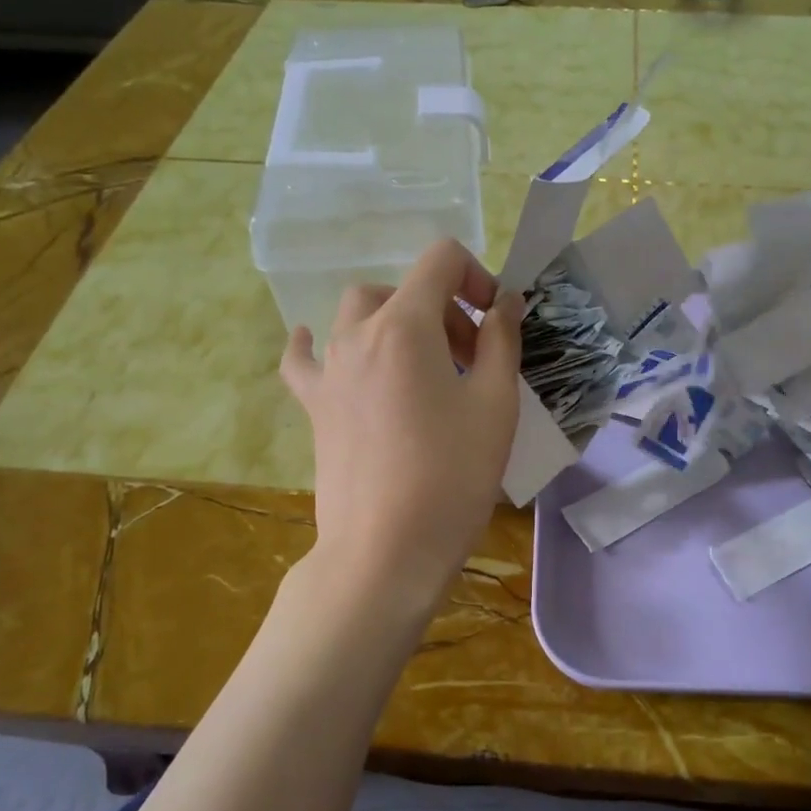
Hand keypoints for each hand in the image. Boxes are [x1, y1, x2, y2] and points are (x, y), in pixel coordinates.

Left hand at [281, 239, 523, 610]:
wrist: (387, 550)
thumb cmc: (452, 475)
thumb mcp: (496, 403)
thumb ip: (501, 340)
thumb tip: (504, 302)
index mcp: (405, 325)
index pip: (440, 260)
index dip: (477, 276)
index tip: (495, 322)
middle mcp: (358, 334)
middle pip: (403, 289)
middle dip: (444, 308)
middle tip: (471, 358)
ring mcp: (330, 370)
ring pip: (359, 314)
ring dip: (397, 322)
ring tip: (422, 365)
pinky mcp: (314, 406)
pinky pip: (305, 359)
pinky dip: (315, 343)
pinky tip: (318, 343)